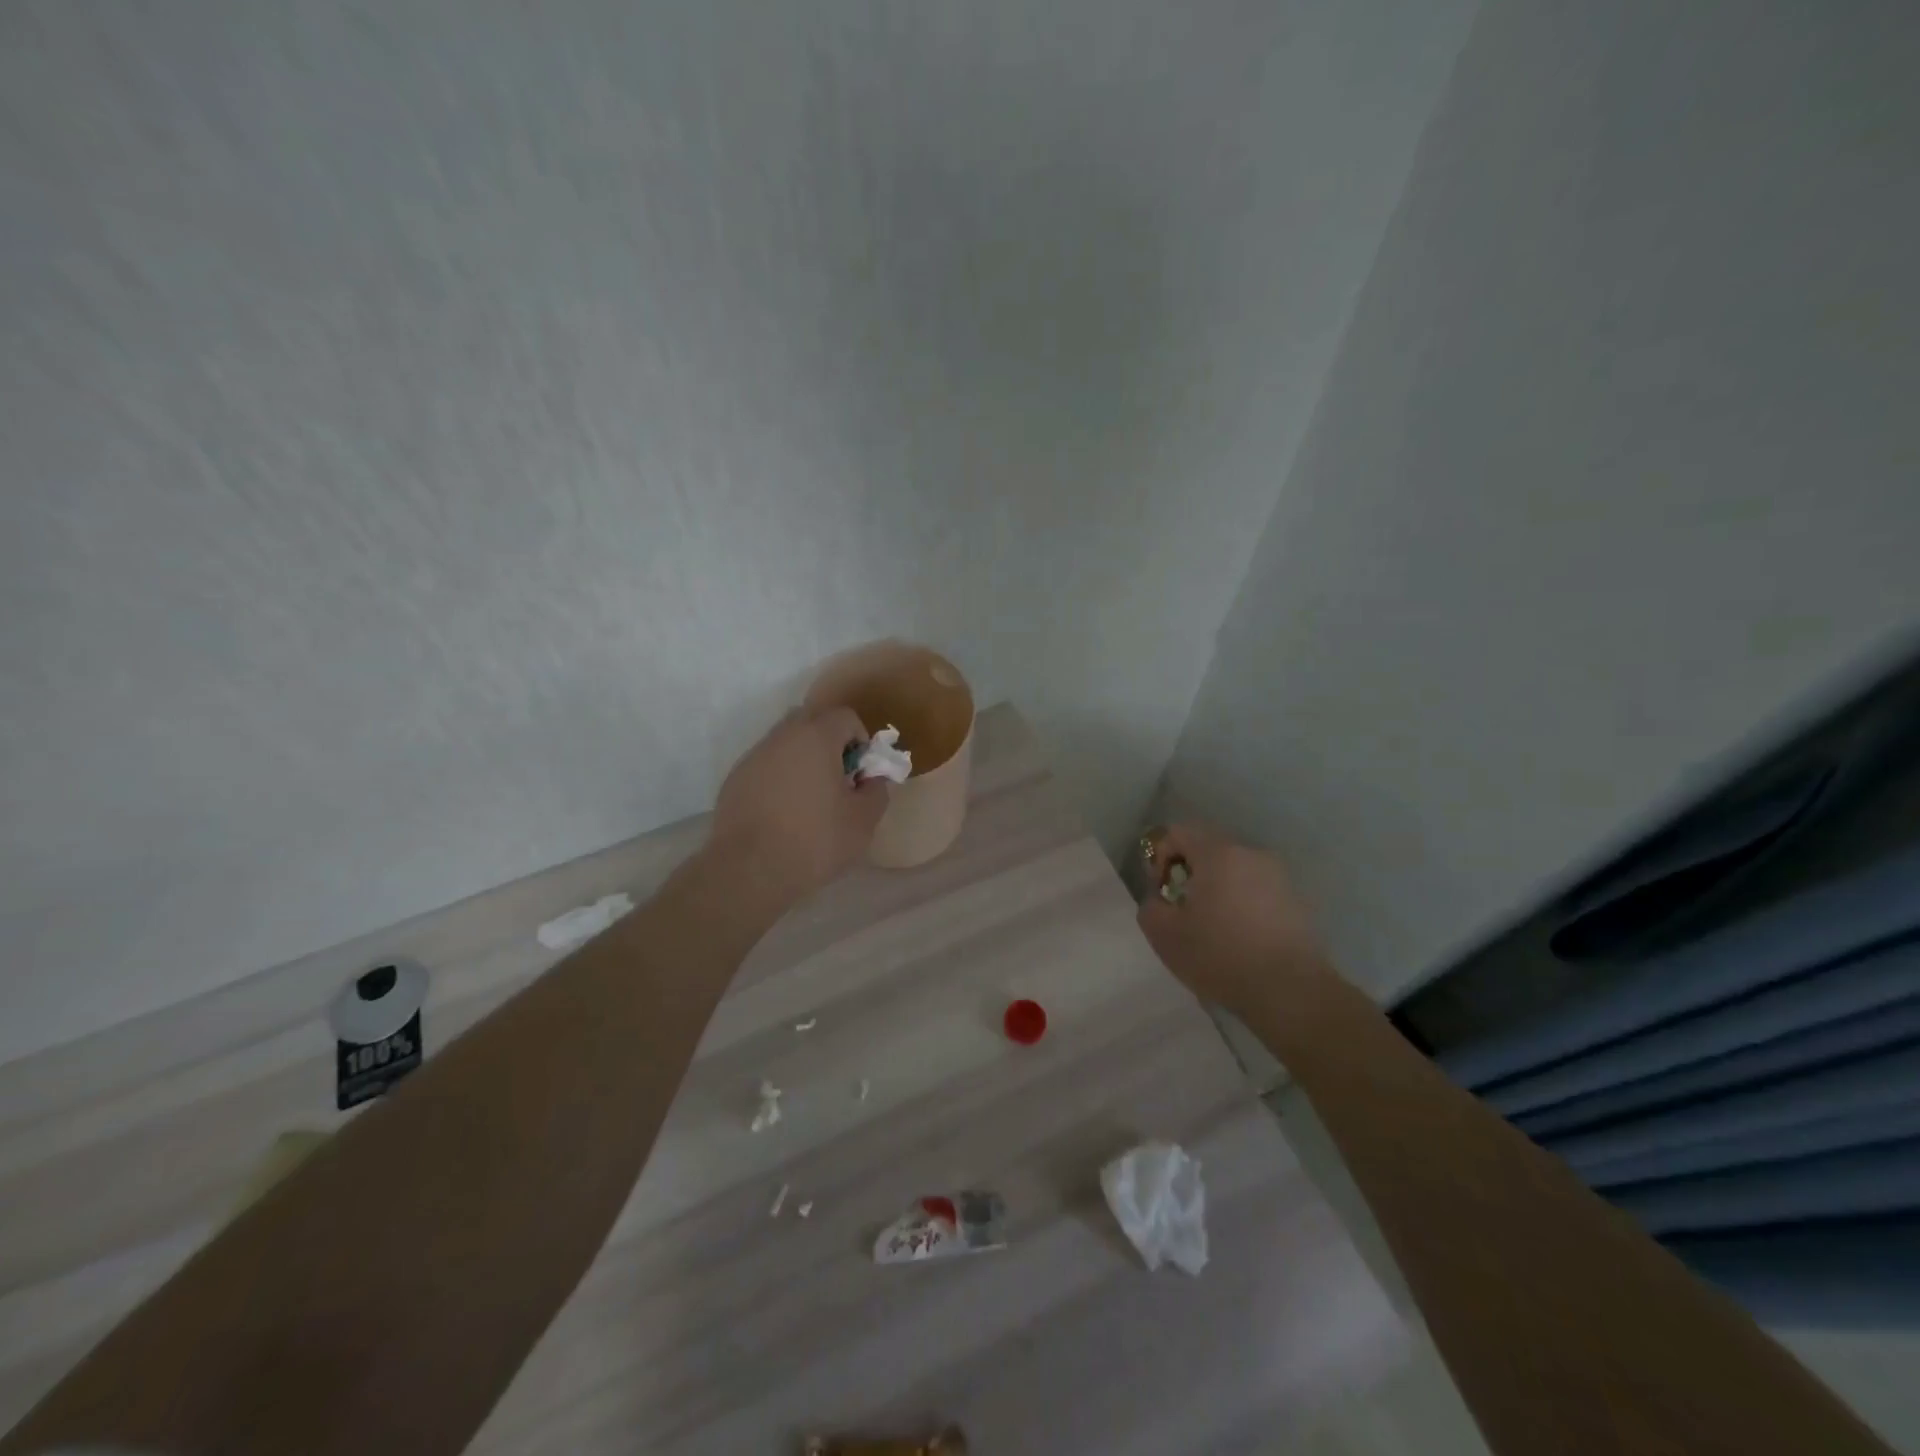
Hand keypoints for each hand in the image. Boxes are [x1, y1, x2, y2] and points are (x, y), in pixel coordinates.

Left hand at [711, 707, 888, 900]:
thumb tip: (873, 779)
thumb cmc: (815, 841)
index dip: (861, 740)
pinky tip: (782, 813)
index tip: (861, 773)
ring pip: (786, 743)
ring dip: (803, 760)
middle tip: (839, 781)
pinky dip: (780, 777)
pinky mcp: (734, 779)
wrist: (749, 871)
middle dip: (830, 743)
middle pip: (812, 721)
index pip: (845, 716)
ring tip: (810, 800)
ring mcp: (754, 756)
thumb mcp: (863, 821)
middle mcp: (781, 736)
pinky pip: (766, 765)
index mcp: (816, 737)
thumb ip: (877, 790)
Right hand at [1136, 824, 1338, 1015]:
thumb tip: (1161, 900)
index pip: (1179, 832)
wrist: (1291, 992)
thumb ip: (1151, 907)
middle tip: (1183, 909)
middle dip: (1189, 873)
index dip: (1160, 856)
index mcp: (1218, 853)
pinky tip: (1241, 939)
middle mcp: (1252, 854)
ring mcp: (1279, 876)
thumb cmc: (1221, 956)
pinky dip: (1242, 904)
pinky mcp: (1297, 901)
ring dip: (1217, 889)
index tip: (1161, 892)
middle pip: (1209, 848)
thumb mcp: (1164, 935)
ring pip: (1235, 870)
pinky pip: (1257, 890)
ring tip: (1212, 927)